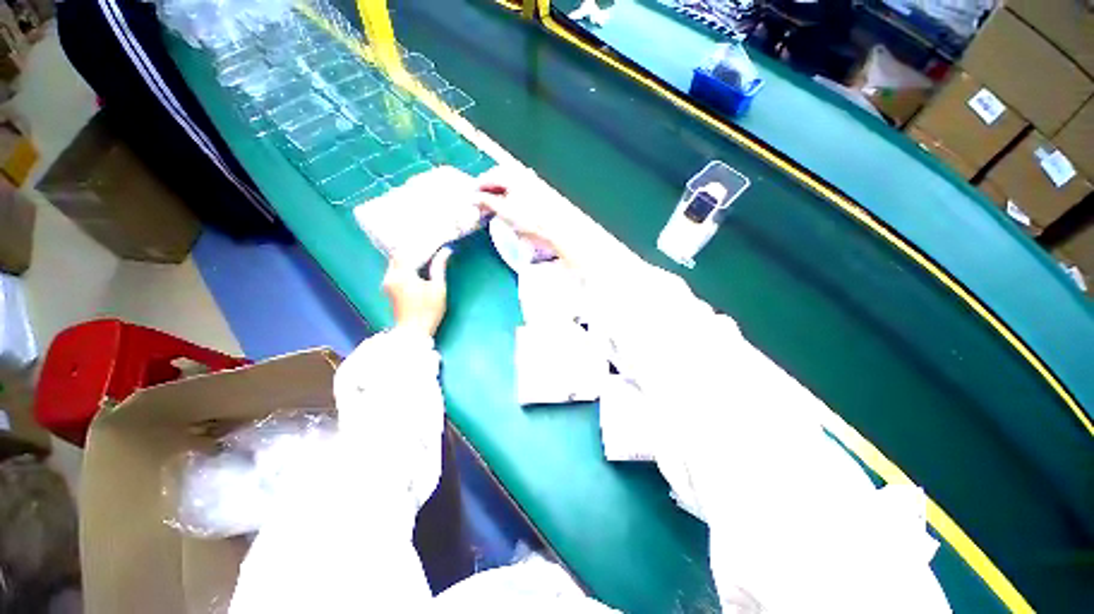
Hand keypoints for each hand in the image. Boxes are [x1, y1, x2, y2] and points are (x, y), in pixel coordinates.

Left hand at [383, 248, 452, 337]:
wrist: (413, 332)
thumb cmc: (428, 311)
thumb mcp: (438, 288)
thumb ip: (439, 267)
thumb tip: (446, 251)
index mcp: (402, 275)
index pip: (407, 251)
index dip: (418, 244)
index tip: (431, 240)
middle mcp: (391, 276)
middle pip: (398, 255)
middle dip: (412, 248)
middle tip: (427, 244)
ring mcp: (388, 283)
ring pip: (395, 262)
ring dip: (408, 256)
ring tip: (423, 253)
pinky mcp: (389, 288)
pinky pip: (395, 270)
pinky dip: (405, 264)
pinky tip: (416, 265)